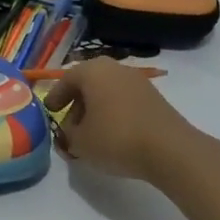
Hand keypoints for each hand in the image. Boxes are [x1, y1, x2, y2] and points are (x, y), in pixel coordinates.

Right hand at [43, 57, 191, 182]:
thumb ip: (67, 134)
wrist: (170, 150)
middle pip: (88, 84)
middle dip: (76, 104)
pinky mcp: (154, 98)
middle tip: (69, 126)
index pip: (66, 80)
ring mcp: (138, 82)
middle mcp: (115, 69)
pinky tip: (112, 135)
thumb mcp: (79, 142)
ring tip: (91, 134)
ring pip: (107, 92)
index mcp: (92, 71)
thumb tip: (69, 131)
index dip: (55, 97)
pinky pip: (124, 101)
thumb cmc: (116, 139)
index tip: (49, 111)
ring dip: (95, 110)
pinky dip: (113, 113)